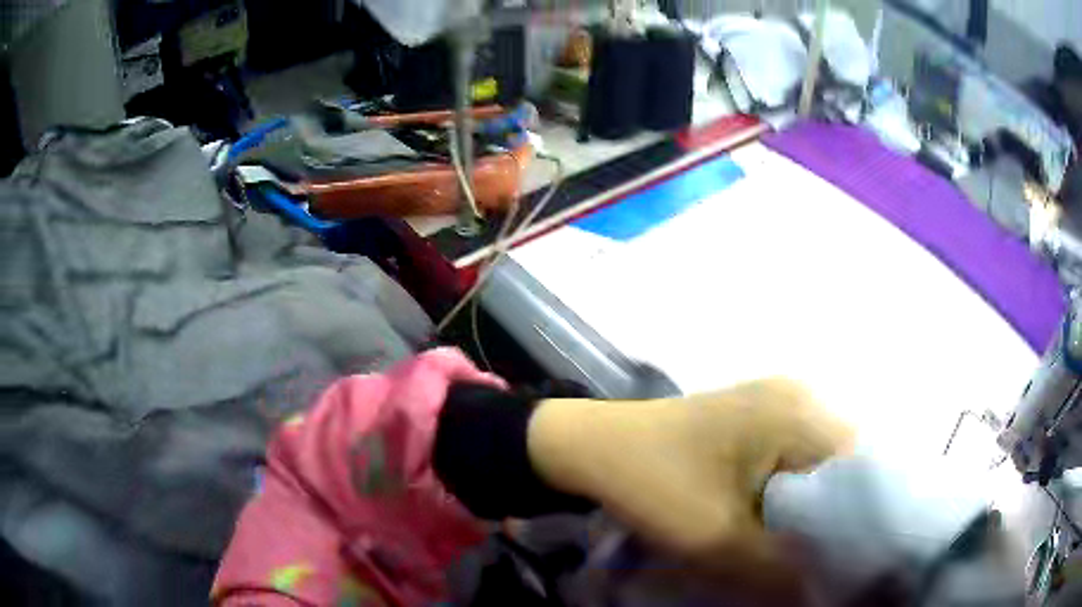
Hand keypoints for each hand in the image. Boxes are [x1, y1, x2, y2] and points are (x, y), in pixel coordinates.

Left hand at [526, 378, 854, 600]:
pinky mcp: (755, 420)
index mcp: (797, 412)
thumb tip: (822, 590)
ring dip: (811, 510)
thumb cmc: (650, 484)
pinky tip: (779, 523)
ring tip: (804, 548)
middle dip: (834, 517)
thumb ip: (777, 570)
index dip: (858, 519)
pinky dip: (790, 496)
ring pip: (815, 469)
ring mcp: (775, 405)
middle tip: (826, 560)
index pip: (858, 468)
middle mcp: (797, 397)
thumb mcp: (716, 540)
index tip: (850, 559)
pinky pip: (791, 462)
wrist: (589, 449)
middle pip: (839, 468)